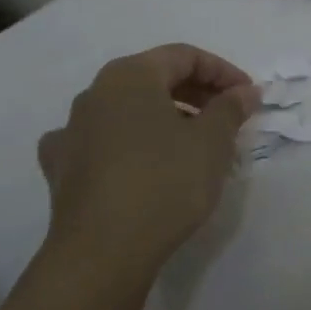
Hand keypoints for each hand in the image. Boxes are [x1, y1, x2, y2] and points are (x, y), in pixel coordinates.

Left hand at [38, 44, 258, 271]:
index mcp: (130, 76)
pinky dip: (129, 144)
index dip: (223, 71)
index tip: (248, 96)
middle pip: (154, 78)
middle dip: (196, 93)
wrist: (103, 253)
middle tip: (229, 117)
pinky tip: (141, 162)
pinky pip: (102, 141)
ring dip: (166, 117)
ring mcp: (71, 130)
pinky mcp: (62, 168)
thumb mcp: (212, 142)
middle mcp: (95, 93)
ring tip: (195, 144)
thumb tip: (245, 91)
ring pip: (128, 110)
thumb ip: (230, 108)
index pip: (184, 56)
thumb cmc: (165, 183)